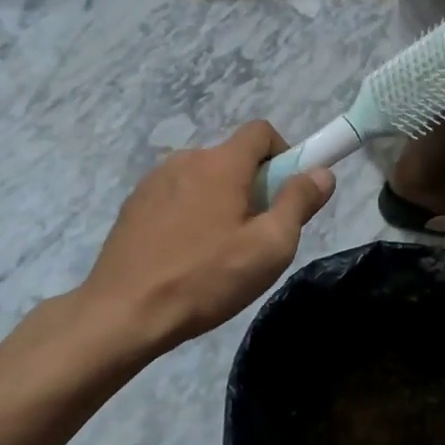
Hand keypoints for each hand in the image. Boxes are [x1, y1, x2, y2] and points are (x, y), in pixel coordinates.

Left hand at [76, 121, 333, 355]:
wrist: (123, 313)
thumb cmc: (205, 278)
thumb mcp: (269, 247)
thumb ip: (298, 203)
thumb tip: (321, 173)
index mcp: (221, 163)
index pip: (261, 131)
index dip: (283, 154)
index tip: (287, 193)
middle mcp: (185, 159)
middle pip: (233, 157)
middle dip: (253, 185)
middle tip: (256, 234)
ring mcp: (154, 181)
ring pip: (203, 177)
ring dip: (220, 199)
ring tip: (218, 250)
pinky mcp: (133, 204)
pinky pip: (176, 195)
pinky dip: (190, 212)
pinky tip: (185, 254)